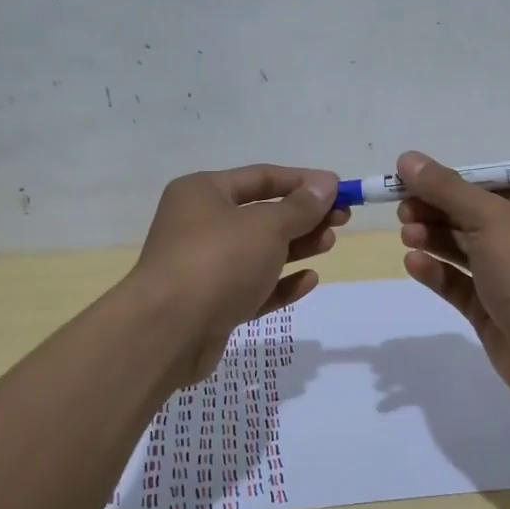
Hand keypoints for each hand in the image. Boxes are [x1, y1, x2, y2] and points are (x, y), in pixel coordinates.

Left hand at [129, 165, 347, 387]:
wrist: (168, 331)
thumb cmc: (218, 261)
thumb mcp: (267, 226)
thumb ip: (300, 207)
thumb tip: (326, 184)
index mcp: (203, 193)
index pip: (262, 177)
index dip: (303, 181)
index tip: (339, 189)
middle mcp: (200, 224)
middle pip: (262, 214)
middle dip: (303, 216)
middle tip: (342, 219)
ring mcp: (205, 267)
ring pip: (259, 251)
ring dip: (296, 246)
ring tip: (329, 243)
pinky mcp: (212, 304)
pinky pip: (253, 286)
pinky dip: (280, 283)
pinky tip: (309, 280)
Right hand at [395, 151, 509, 405]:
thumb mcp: (489, 218)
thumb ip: (446, 188)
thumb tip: (407, 158)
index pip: (484, 183)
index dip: (446, 180)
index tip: (407, 180)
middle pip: (468, 213)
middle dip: (434, 209)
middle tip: (402, 211)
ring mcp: (506, 275)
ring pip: (460, 248)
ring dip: (432, 237)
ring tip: (407, 235)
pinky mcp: (490, 308)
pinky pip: (458, 283)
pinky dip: (436, 271)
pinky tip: (414, 263)